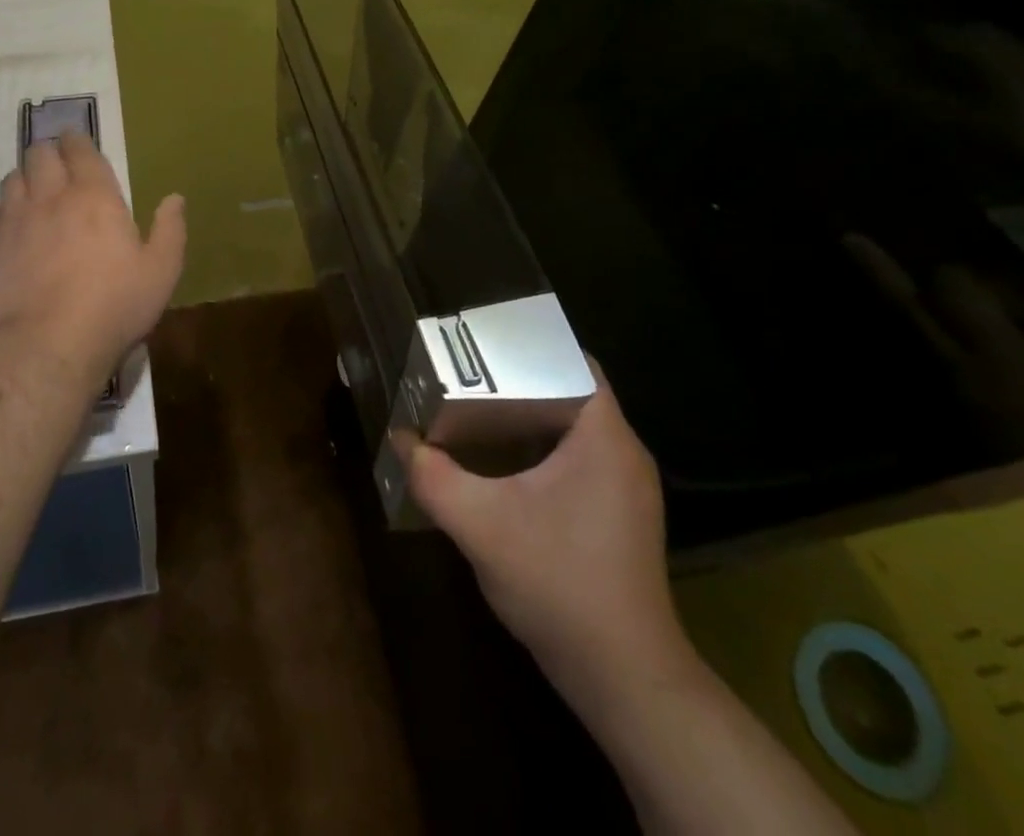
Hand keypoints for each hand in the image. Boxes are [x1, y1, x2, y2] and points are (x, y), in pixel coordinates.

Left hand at [0, 133, 185, 383]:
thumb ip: (170, 230)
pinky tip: (14, 224)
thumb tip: (175, 198)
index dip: (77, 140)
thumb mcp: (160, 271)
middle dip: (49, 152)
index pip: (80, 150)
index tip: (77, 140)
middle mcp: (51, 196)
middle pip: (40, 154)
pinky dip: (6, 209)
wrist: (49, 344)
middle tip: (58, 164)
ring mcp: (16, 219)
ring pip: (13, 177)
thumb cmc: (114, 305)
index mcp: (95, 195)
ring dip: (25, 177)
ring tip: (34, 190)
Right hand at [400, 372, 691, 707]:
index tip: (482, 344)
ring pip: (572, 427)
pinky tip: (500, 463)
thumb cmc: (559, 584)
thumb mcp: (480, 525)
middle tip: (465, 373)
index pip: (574, 361)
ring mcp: (624, 488)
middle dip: (517, 378)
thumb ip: (432, 476)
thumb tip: (399, 438)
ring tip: (474, 408)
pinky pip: (576, 458)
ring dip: (526, 415)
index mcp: (605, 438)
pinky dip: (539, 447)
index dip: (529, 345)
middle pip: (568, 390)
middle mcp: (623, 453)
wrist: (623, 680)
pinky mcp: (617, 516)